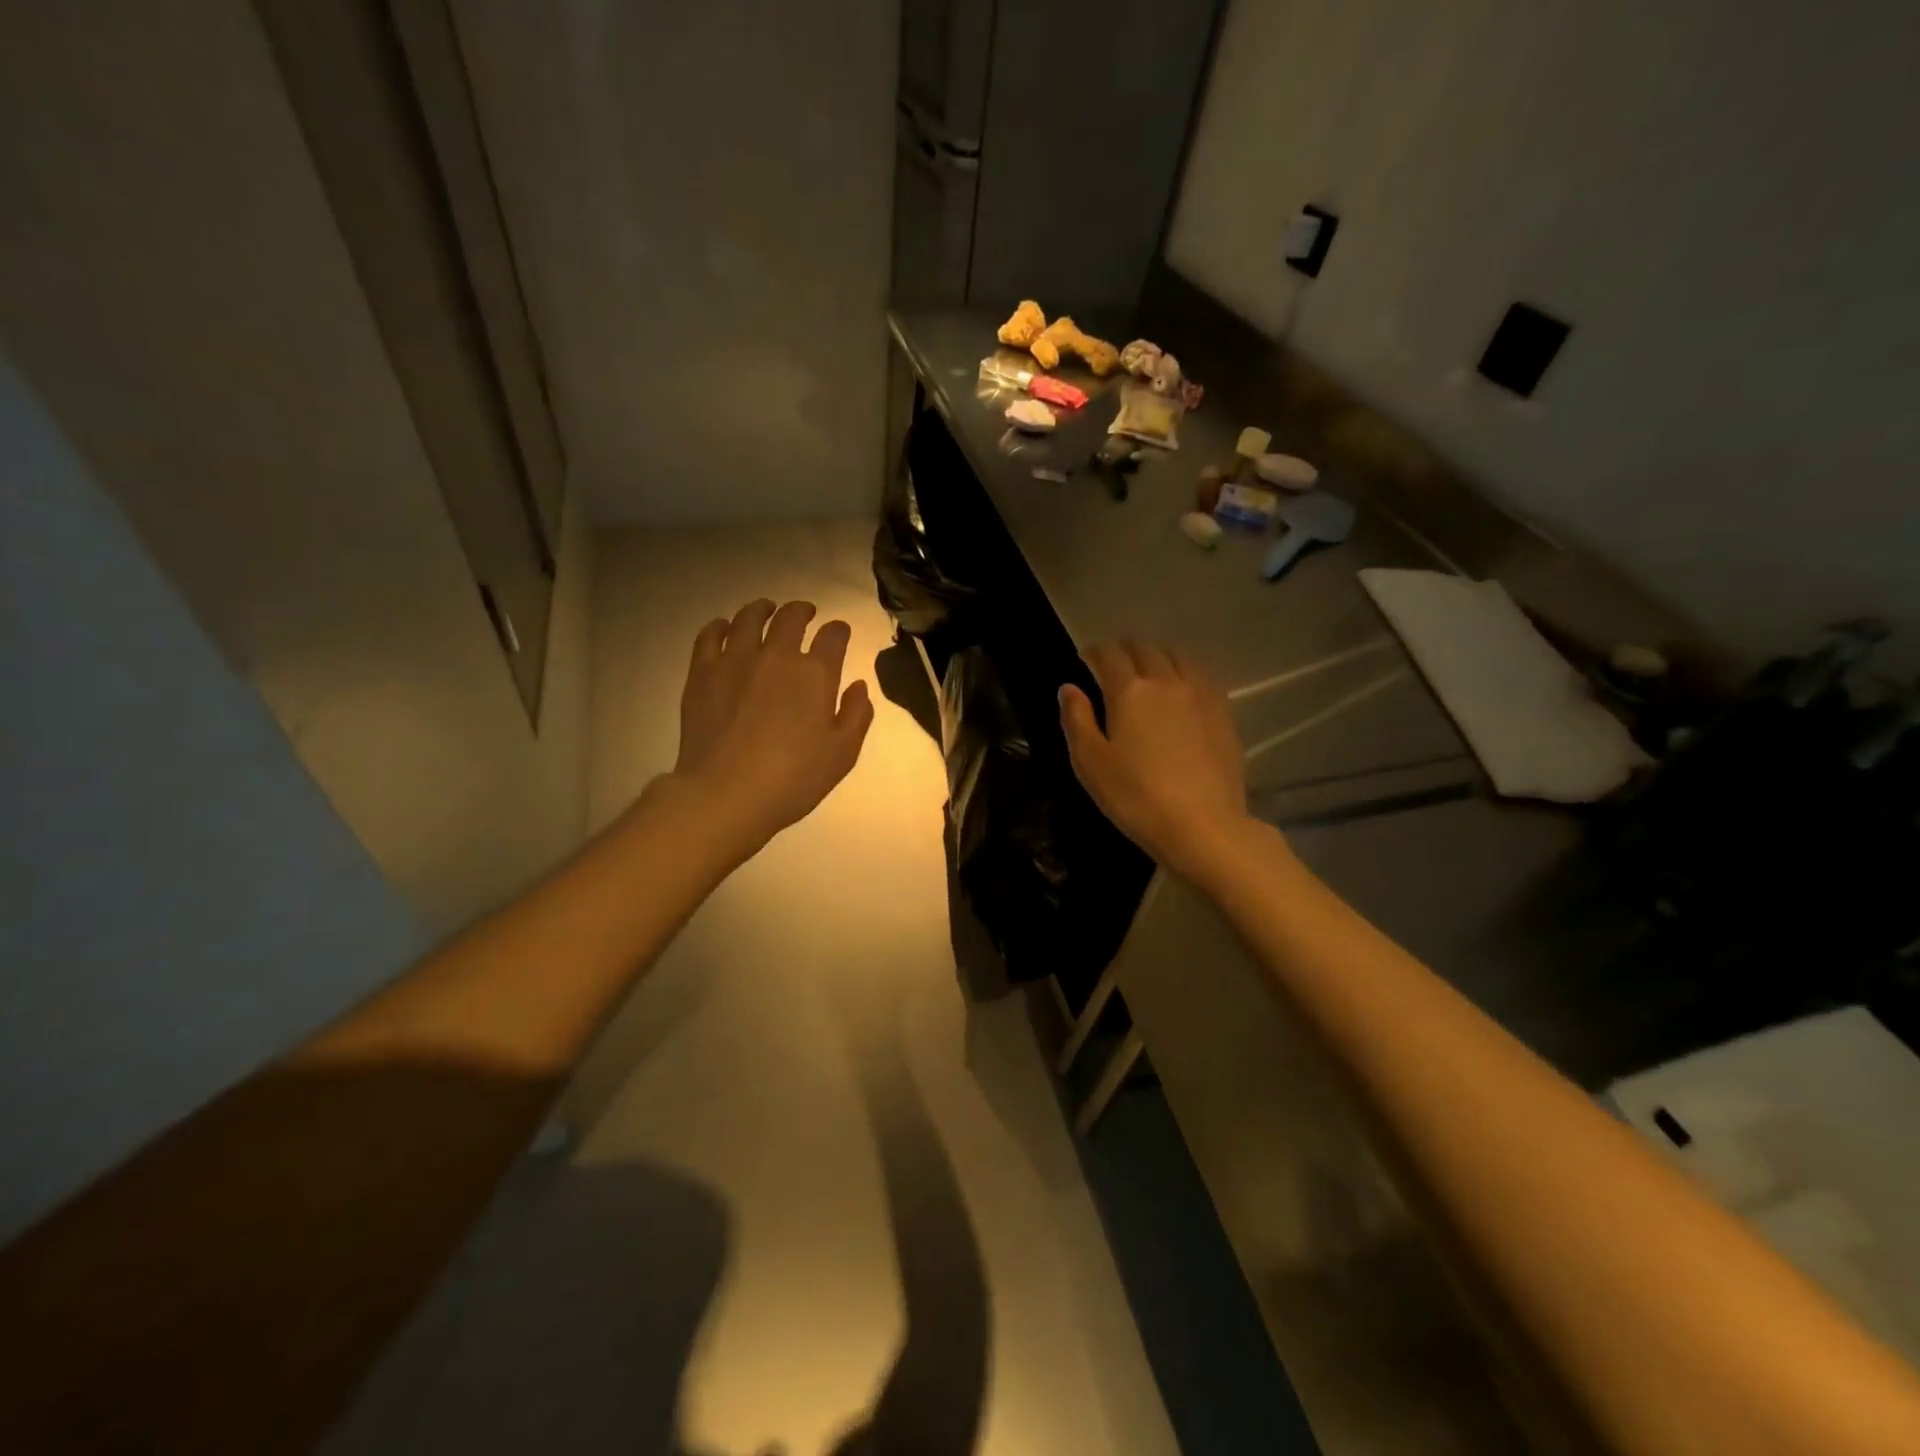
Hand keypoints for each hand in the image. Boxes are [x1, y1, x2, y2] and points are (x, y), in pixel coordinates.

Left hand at [669, 599, 873, 858]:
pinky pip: (710, 635)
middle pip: (791, 617)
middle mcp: (776, 655)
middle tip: (805, 613)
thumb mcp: (842, 755)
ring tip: (765, 610)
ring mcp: (735, 660)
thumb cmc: (792, 779)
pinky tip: (724, 628)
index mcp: (815, 673)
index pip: (833, 635)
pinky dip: (720, 626)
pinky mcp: (702, 672)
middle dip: (802, 610)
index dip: (839, 630)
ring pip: (749, 618)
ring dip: (762, 609)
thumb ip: (856, 715)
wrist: (725, 794)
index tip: (839, 633)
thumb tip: (857, 686)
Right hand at [1059, 642, 1248, 876]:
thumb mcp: (1090, 763)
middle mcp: (1166, 681)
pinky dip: (1183, 672)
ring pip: (1177, 656)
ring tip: (1147, 672)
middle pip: (1145, 648)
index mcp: (1129, 691)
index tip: (1085, 661)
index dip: (1094, 653)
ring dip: (1156, 656)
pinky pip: (1201, 676)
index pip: (1109, 655)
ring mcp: (1200, 694)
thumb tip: (1069, 688)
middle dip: (1124, 650)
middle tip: (1112, 665)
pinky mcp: (1223, 713)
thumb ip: (1077, 719)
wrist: (1203, 826)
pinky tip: (1180, 690)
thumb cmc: (1135, 797)